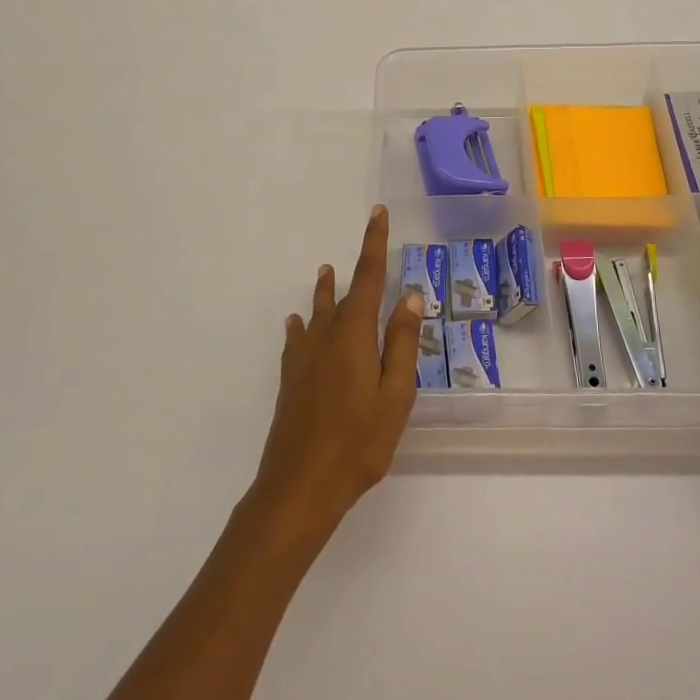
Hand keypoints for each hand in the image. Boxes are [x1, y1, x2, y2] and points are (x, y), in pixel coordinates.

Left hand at [249, 205, 422, 541]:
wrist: (299, 487)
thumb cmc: (358, 442)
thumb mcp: (395, 395)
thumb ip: (402, 344)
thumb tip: (408, 296)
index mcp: (354, 335)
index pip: (367, 277)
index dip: (373, 243)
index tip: (377, 213)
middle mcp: (325, 337)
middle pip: (343, 294)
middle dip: (356, 269)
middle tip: (367, 247)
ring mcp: (304, 358)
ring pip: (317, 313)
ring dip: (324, 291)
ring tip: (324, 272)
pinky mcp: (291, 380)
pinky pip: (297, 340)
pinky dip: (301, 325)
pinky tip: (295, 324)